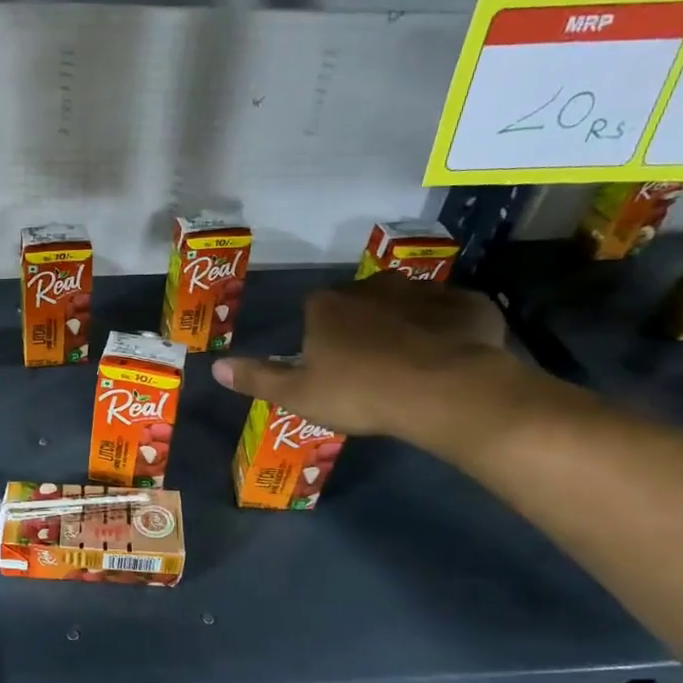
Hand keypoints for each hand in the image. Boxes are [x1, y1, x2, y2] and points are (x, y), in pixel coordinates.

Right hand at [211, 274, 515, 446]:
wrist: (445, 391)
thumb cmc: (360, 393)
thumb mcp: (298, 395)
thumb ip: (257, 378)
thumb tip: (215, 366)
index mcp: (327, 306)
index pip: (314, 310)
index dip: (320, 336)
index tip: (329, 363)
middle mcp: (371, 287)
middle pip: (360, 301)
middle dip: (362, 324)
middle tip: (370, 363)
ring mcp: (423, 291)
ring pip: (407, 303)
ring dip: (406, 323)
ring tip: (412, 360)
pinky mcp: (467, 303)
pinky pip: (452, 312)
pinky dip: (449, 328)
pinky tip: (451, 354)